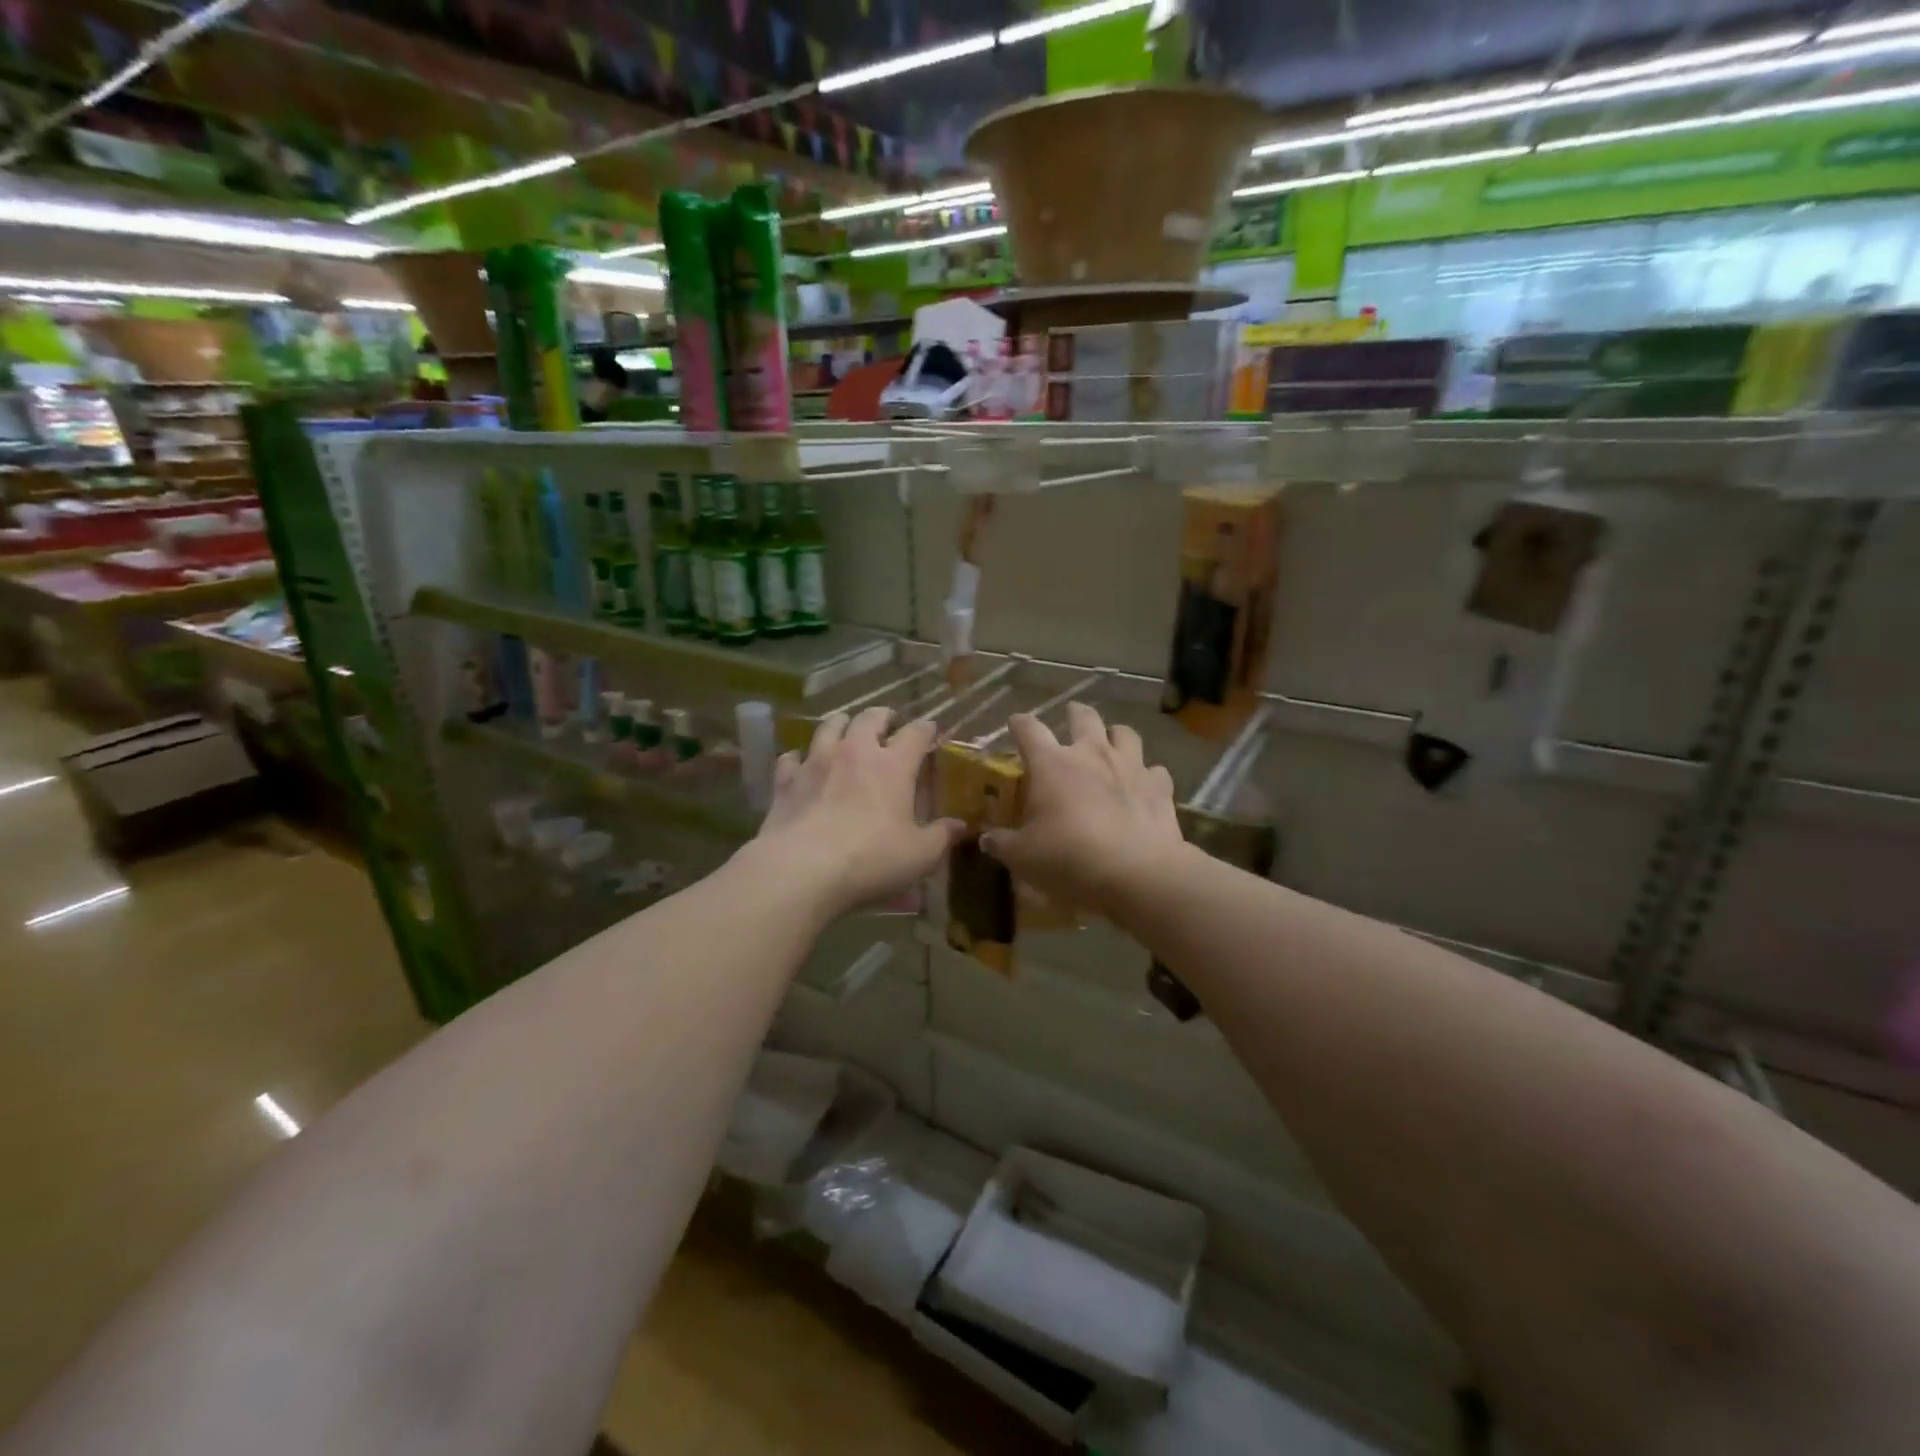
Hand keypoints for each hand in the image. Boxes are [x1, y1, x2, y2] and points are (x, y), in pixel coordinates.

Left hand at [755, 707, 962, 917]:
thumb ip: (941, 836)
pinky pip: (791, 757)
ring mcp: (816, 761)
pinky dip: (799, 757)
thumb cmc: (871, 859)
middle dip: (882, 717)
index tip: (930, 730)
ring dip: (841, 725)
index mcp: (893, 765)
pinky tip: (800, 763)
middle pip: (870, 718)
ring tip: (846, 731)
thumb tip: (960, 826)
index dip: (926, 729)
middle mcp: (855, 752)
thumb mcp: (919, 855)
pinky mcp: (786, 780)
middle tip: (888, 725)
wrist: (802, 869)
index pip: (915, 733)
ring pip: (829, 726)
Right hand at [983, 703, 1184, 917]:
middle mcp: (1091, 754)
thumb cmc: (1069, 858)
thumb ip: (1002, 843)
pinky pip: (1154, 770)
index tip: (1015, 724)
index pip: (1029, 729)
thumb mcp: (1023, 857)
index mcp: (1052, 764)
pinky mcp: (1159, 786)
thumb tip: (986, 839)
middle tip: (1071, 718)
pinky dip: (1147, 774)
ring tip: (1110, 745)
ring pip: (1124, 733)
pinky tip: (1143, 786)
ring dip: (1115, 735)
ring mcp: (1130, 766)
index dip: (1019, 723)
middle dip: (1075, 714)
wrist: (1136, 873)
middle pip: (1083, 716)